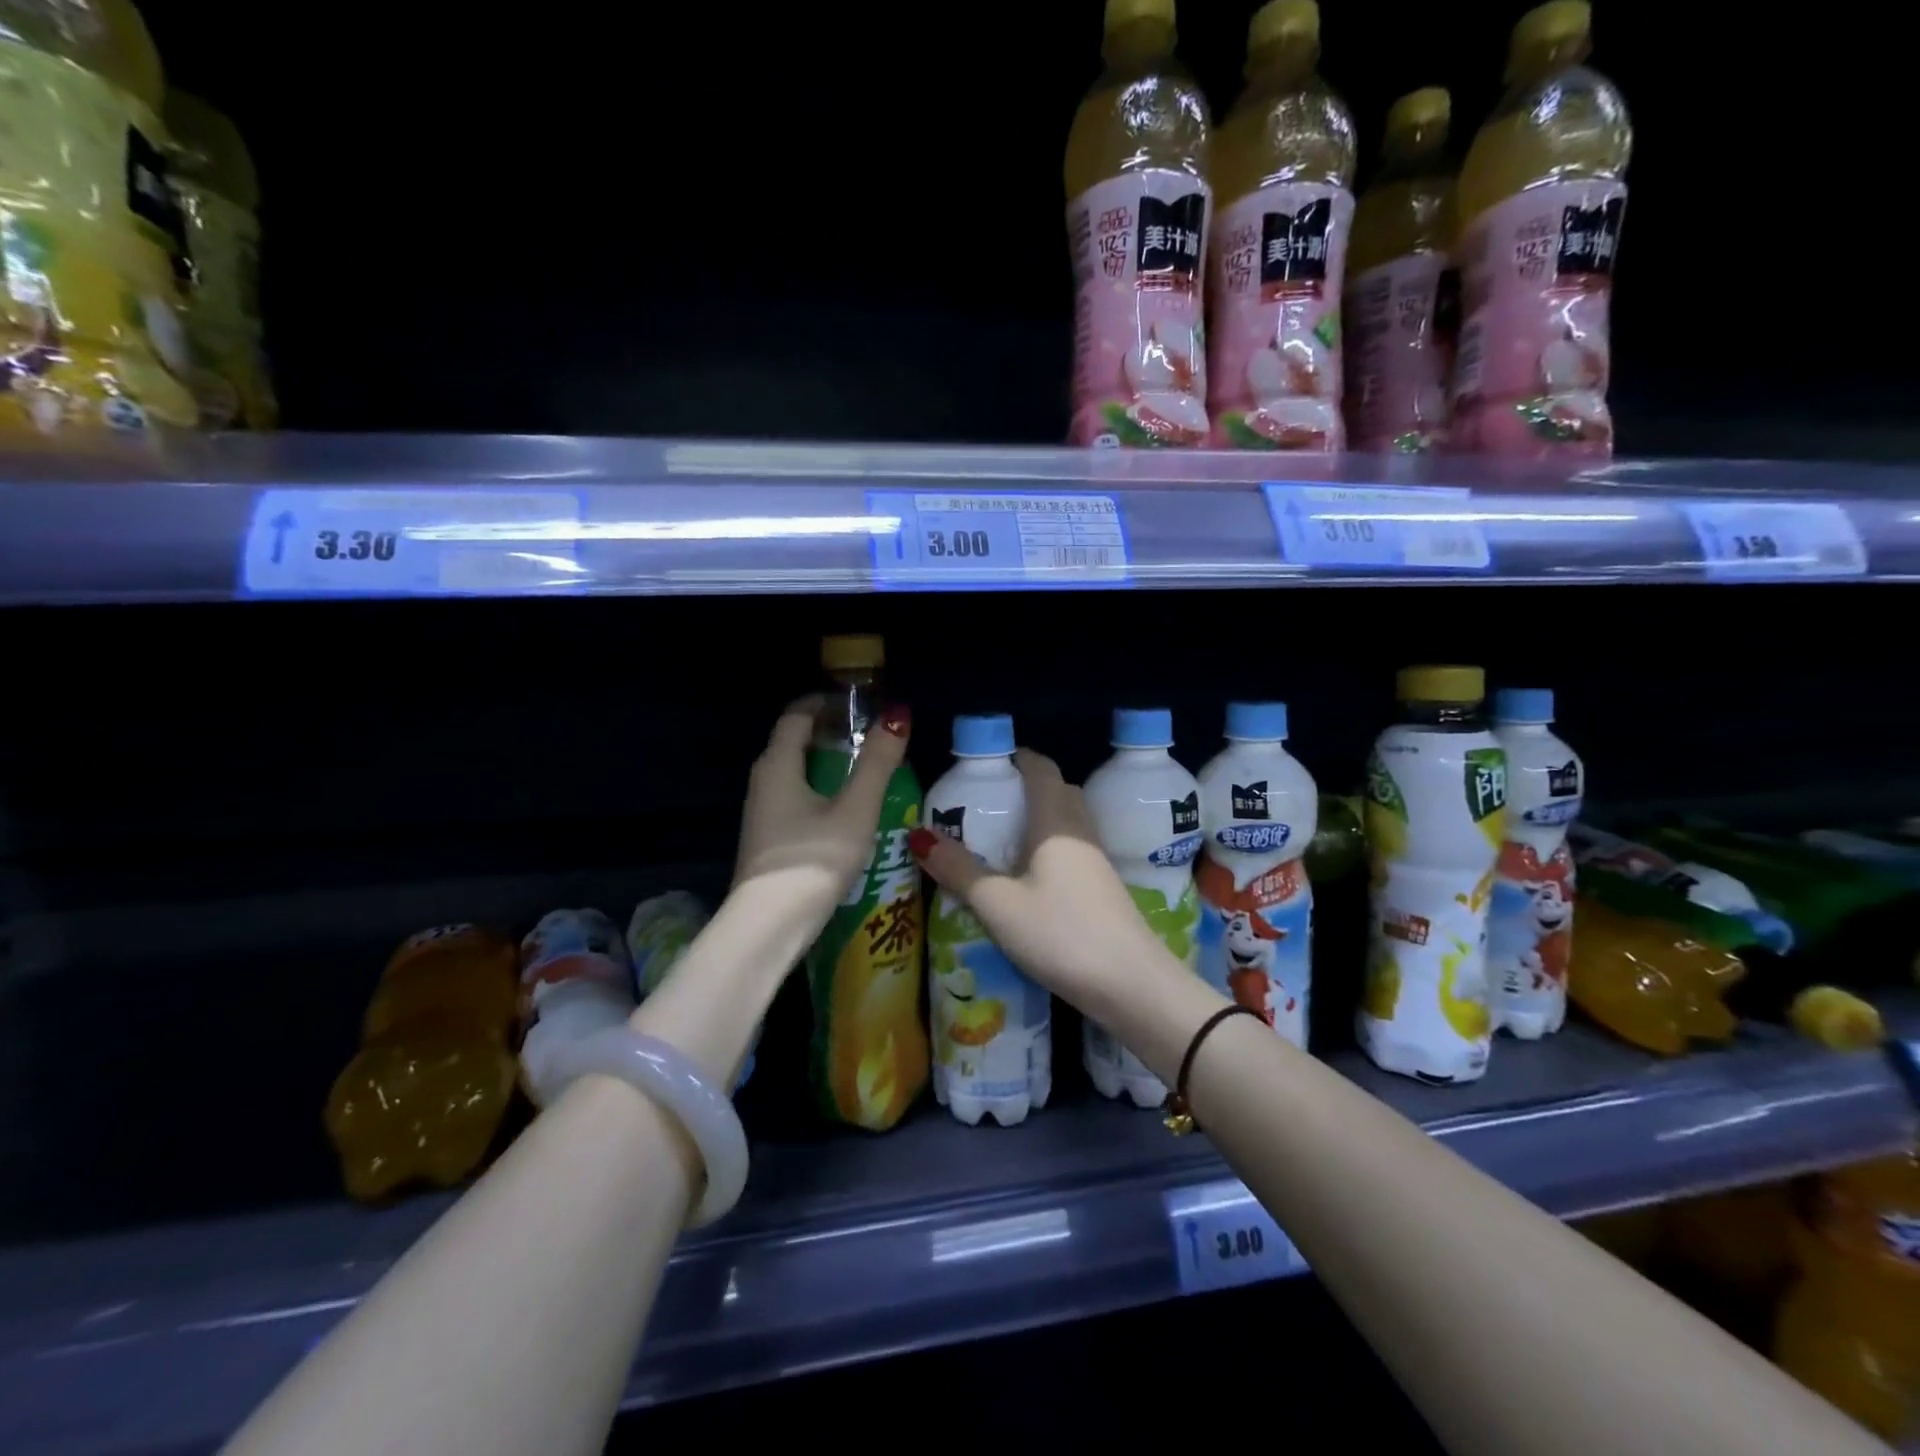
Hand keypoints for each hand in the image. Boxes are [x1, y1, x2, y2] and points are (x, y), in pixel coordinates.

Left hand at [733, 695, 911, 918]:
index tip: (860, 704)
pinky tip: (846, 814)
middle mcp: (762, 782)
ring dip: (827, 766)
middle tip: (871, 738)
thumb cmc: (814, 859)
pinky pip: (794, 799)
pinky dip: (820, 792)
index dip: (827, 703)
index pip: (797, 715)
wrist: (769, 926)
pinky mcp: (767, 839)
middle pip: (795, 743)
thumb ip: (877, 762)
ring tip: (865, 774)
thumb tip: (897, 715)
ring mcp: (761, 813)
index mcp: (778, 764)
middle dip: (831, 734)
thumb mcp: (855, 809)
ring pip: (795, 774)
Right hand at [908, 748, 1174, 1019]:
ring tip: (1005, 838)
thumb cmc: (1059, 932)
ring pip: (1069, 821)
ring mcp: (1098, 860)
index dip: (1018, 758)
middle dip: (1028, 787)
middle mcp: (1081, 830)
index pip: (1042, 769)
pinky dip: (1052, 847)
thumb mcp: (997, 904)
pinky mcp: (1105, 887)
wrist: (1130, 983)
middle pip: (1059, 791)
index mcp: (1056, 821)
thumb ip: (958, 870)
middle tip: (990, 803)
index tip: (990, 763)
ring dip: (1041, 818)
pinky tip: (1032, 875)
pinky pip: (1075, 849)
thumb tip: (919, 836)